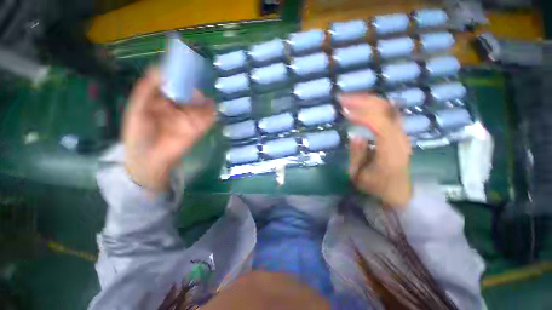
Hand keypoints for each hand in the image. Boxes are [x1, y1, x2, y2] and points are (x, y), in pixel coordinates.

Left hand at [122, 68, 213, 192]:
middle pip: (188, 92)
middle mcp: (177, 107)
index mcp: (161, 101)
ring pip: (200, 103)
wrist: (150, 159)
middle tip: (198, 70)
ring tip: (205, 85)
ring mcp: (190, 118)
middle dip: (193, 82)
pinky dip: (211, 110)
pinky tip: (211, 103)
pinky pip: (208, 117)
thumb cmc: (139, 134)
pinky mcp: (199, 128)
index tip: (183, 61)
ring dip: (203, 96)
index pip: (172, 84)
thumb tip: (160, 68)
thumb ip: (148, 89)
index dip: (177, 73)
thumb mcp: (137, 108)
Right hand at [340, 94, 411, 208]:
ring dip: (368, 100)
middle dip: (364, 102)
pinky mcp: (400, 132)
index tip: (344, 111)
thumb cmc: (375, 187)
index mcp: (390, 154)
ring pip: (389, 108)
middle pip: (387, 111)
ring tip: (350, 98)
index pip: (381, 126)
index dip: (363, 115)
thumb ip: (356, 155)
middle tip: (343, 99)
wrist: (397, 191)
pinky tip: (362, 103)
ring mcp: (402, 134)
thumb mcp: (358, 176)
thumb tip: (355, 134)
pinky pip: (389, 111)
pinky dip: (375, 104)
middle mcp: (400, 140)